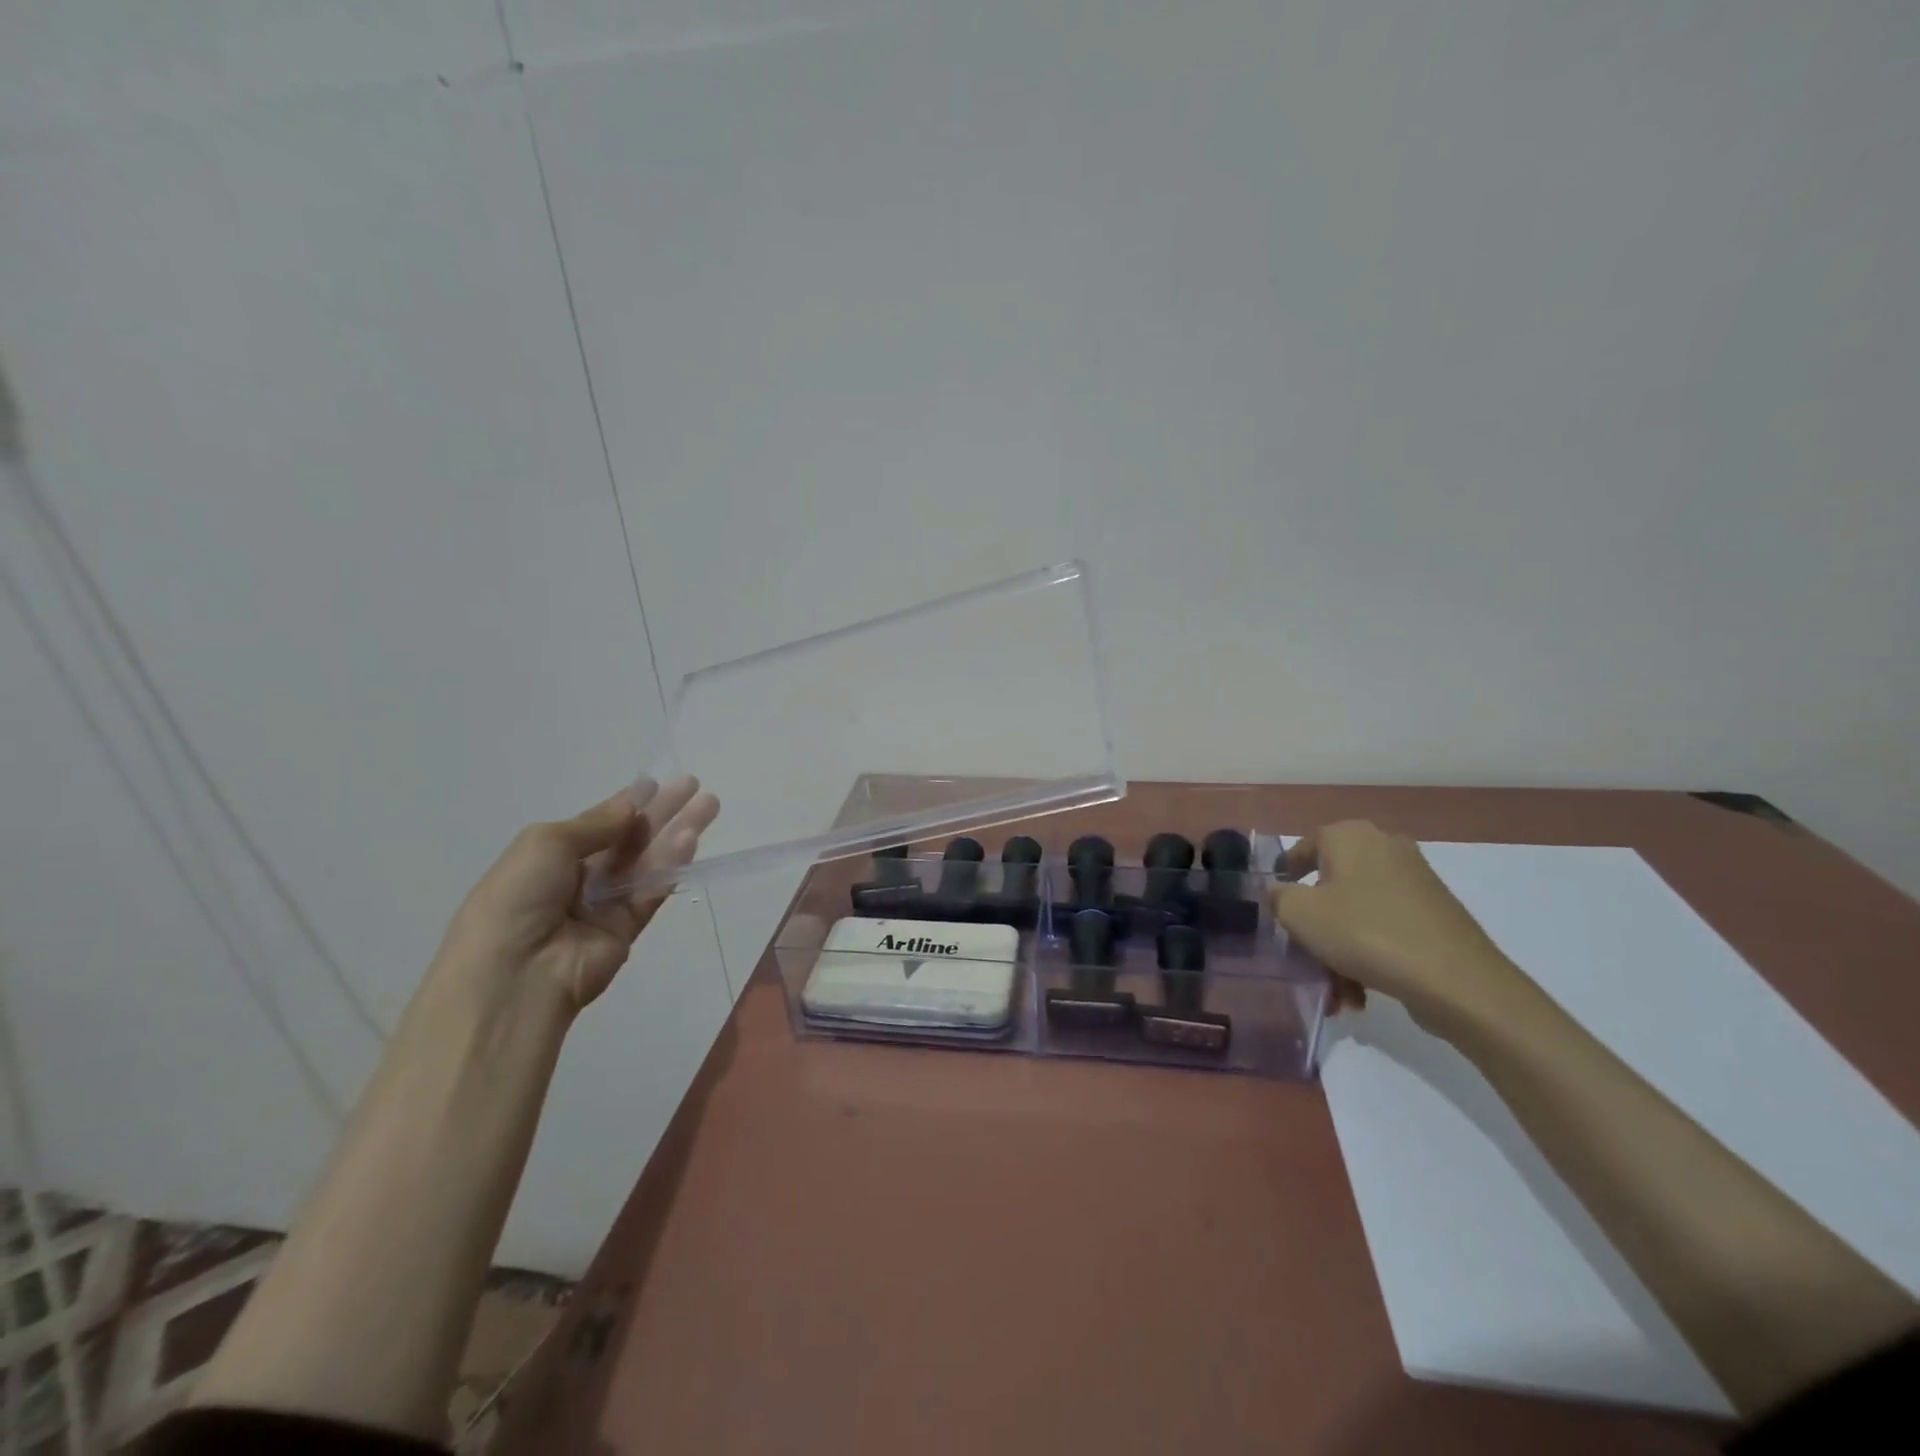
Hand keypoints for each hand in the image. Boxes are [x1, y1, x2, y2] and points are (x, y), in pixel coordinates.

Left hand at [431, 775, 720, 1015]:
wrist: (514, 974)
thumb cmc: (517, 898)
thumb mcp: (545, 844)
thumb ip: (596, 823)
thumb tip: (633, 807)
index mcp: (550, 855)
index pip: (598, 822)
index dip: (628, 802)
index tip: (658, 782)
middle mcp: (579, 877)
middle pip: (630, 838)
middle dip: (663, 811)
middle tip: (695, 786)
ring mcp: (604, 904)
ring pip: (648, 861)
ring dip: (677, 833)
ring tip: (710, 806)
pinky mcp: (626, 929)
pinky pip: (652, 891)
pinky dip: (672, 865)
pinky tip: (691, 840)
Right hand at [1272, 820, 1528, 1027]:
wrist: (1457, 980)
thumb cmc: (1364, 933)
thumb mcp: (1299, 914)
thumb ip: (1278, 896)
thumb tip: (1281, 892)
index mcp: (1350, 836)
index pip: (1303, 847)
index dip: (1285, 875)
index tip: (1276, 905)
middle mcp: (1384, 847)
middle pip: (1331, 885)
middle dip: (1315, 926)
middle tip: (1305, 955)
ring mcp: (1415, 880)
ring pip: (1357, 912)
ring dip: (1340, 950)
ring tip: (1337, 992)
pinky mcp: (1435, 913)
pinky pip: (1385, 927)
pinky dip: (1369, 955)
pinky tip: (1362, 993)